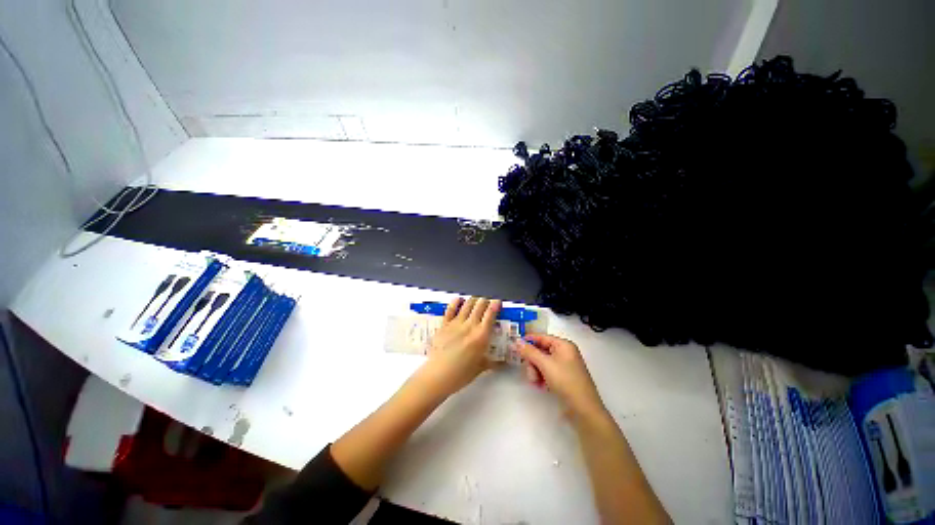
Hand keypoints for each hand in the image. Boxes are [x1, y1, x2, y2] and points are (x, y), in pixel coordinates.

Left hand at [413, 297, 501, 399]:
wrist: (438, 375)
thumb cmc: (461, 374)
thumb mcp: (480, 368)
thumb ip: (493, 362)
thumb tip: (504, 364)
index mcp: (481, 335)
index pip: (491, 314)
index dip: (495, 305)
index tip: (498, 302)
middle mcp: (470, 325)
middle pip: (479, 305)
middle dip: (485, 301)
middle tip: (488, 302)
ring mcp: (456, 323)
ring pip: (467, 305)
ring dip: (473, 300)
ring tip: (476, 300)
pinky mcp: (444, 325)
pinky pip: (450, 309)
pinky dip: (455, 302)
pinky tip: (458, 299)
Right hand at [515, 334, 606, 419]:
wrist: (583, 410)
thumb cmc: (565, 381)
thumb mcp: (545, 364)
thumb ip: (529, 352)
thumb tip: (516, 341)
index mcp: (563, 345)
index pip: (541, 337)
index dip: (528, 341)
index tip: (514, 346)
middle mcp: (564, 352)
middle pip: (540, 351)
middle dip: (533, 362)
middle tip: (530, 373)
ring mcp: (564, 365)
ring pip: (541, 363)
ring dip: (536, 372)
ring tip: (537, 383)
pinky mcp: (563, 377)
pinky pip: (546, 372)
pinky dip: (542, 378)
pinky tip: (542, 387)